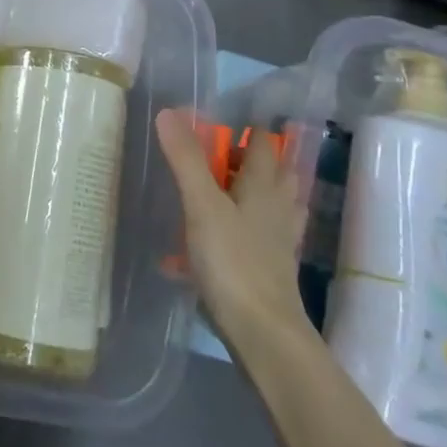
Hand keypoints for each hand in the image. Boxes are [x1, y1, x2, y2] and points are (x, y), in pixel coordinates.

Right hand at [156, 108, 312, 354]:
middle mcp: (278, 210)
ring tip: (223, 191)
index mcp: (264, 188)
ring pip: (271, 206)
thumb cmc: (233, 262)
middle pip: (274, 174)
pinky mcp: (270, 270)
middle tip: (219, 155)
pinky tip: (218, 239)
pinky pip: (259, 236)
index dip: (248, 131)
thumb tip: (169, 112)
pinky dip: (243, 228)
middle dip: (252, 161)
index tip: (222, 124)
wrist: (263, 334)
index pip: (265, 146)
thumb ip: (186, 160)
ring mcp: (277, 242)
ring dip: (252, 193)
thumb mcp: (202, 205)